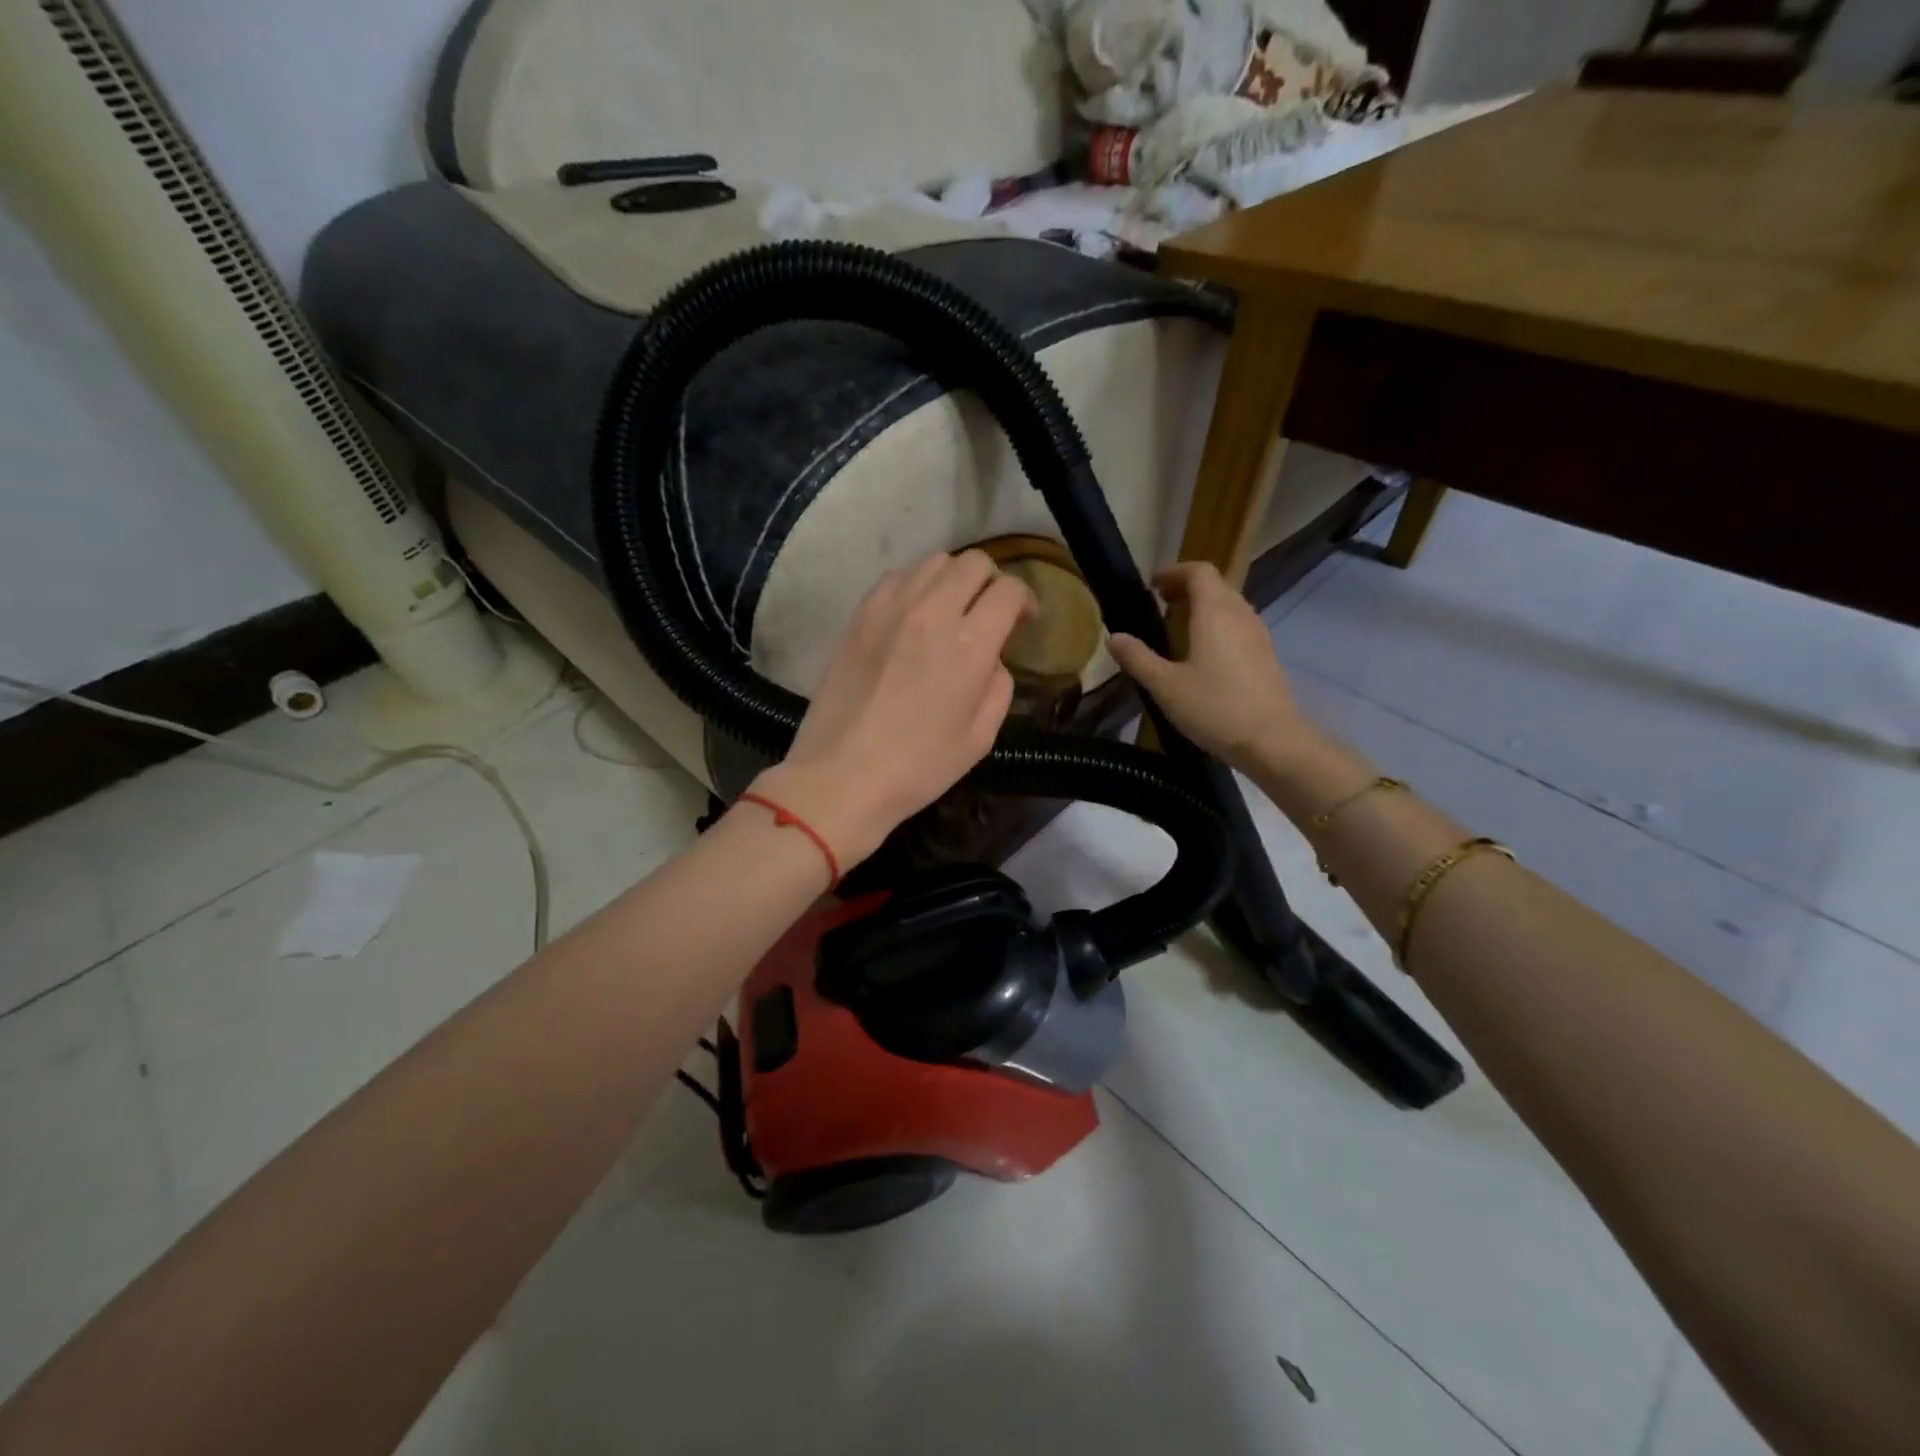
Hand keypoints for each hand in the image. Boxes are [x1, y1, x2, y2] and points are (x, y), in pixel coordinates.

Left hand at [753, 551, 1035, 866]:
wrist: (842, 775)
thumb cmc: (918, 766)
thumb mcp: (980, 737)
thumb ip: (999, 687)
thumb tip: (992, 659)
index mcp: (969, 645)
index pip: (1009, 590)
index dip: (1025, 600)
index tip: (1023, 621)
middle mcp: (931, 612)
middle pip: (974, 563)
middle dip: (992, 582)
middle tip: (989, 613)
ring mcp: (890, 608)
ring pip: (934, 561)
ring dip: (953, 578)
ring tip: (951, 609)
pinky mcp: (860, 615)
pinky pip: (896, 576)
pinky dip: (915, 585)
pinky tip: (914, 614)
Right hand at [1110, 561, 1316, 773]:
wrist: (1271, 740)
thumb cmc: (1214, 707)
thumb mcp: (1165, 685)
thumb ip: (1138, 658)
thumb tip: (1114, 637)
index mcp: (1214, 612)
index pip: (1198, 571)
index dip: (1174, 572)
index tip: (1151, 586)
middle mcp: (1240, 614)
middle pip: (1215, 585)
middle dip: (1186, 588)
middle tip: (1160, 604)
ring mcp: (1257, 634)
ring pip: (1229, 605)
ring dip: (1203, 606)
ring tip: (1178, 627)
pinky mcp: (1266, 655)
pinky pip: (1238, 625)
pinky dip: (1217, 625)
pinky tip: (1203, 654)